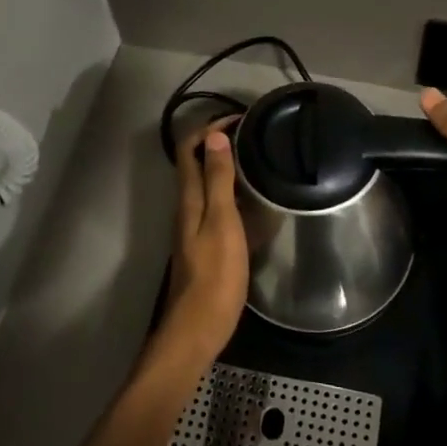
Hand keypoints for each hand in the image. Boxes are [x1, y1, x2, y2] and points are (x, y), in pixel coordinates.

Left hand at [158, 118, 249, 367]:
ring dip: (227, 167)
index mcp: (188, 197)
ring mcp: (194, 226)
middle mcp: (187, 206)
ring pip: (208, 185)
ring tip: (259, 160)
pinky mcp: (205, 243)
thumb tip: (215, 136)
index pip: (190, 149)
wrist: (198, 327)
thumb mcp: (221, 222)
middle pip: (197, 164)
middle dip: (220, 143)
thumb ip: (218, 180)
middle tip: (254, 135)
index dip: (210, 127)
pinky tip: (256, 201)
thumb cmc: (214, 274)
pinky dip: (234, 193)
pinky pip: (218, 206)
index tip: (240, 118)